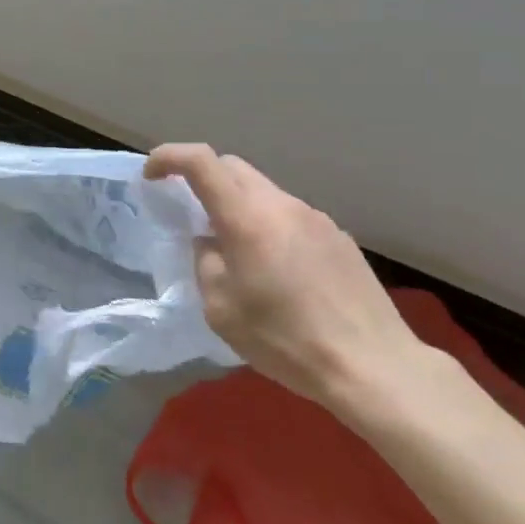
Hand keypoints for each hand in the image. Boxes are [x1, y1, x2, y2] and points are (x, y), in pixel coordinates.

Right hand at [145, 144, 422, 407]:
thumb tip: (211, 242)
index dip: (168, 157)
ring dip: (238, 206)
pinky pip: (290, 216)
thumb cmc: (285, 340)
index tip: (151, 176)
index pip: (199, 161)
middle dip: (202, 179)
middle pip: (232, 167)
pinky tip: (278, 270)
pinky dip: (269, 226)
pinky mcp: (339, 237)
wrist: (373, 366)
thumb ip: (206, 261)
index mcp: (246, 218)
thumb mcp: (220, 308)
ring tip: (237, 251)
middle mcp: (281, 205)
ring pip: (263, 191)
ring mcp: (315, 218)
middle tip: (190, 213)